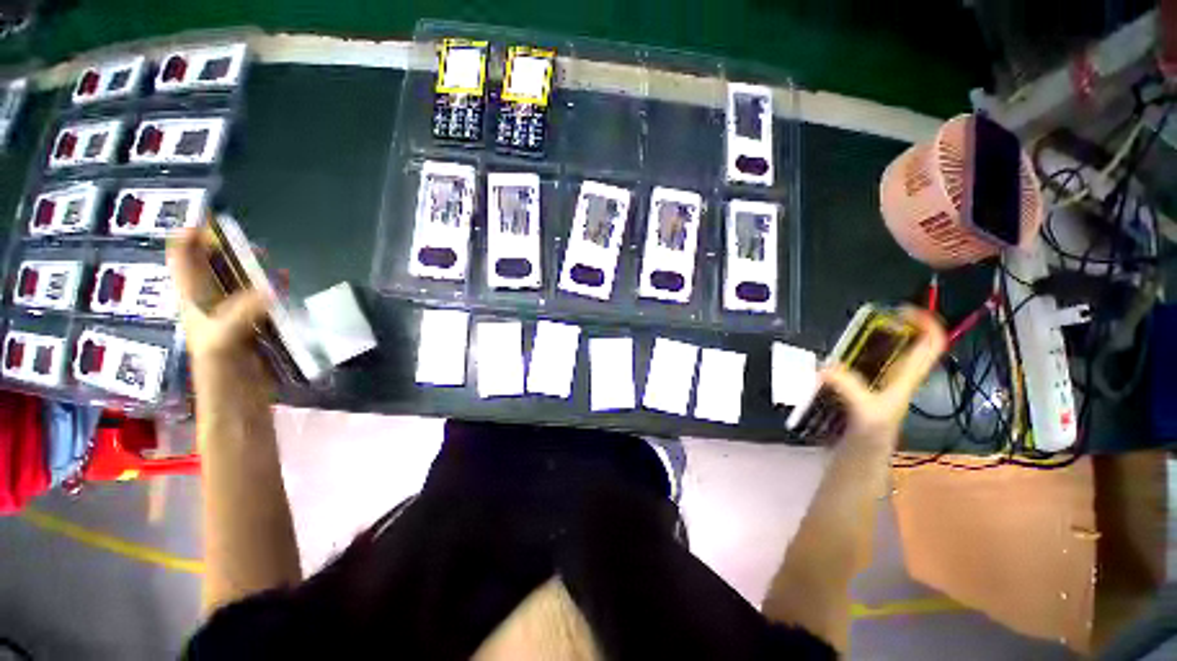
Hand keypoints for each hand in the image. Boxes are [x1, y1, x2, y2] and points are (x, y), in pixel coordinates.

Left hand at [167, 227, 270, 387]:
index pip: (182, 260)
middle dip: (221, 246)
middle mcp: (210, 303)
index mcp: (194, 301)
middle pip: (209, 265)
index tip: (210, 220)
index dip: (189, 236)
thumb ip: (243, 312)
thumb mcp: (225, 342)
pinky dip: (270, 287)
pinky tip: (285, 282)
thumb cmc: (222, 374)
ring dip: (247, 266)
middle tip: (241, 235)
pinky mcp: (254, 326)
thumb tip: (273, 286)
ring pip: (236, 281)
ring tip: (263, 253)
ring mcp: (233, 315)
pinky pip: (261, 299)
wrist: (239, 402)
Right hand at [819, 307, 945, 451]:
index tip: (901, 310)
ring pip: (887, 352)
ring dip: (873, 339)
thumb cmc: (871, 437)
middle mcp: (898, 376)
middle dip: (895, 326)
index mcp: (907, 379)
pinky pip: (864, 362)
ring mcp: (881, 382)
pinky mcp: (864, 387)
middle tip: (869, 320)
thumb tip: (824, 367)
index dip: (925, 324)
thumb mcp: (865, 413)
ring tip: (850, 333)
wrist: (860, 457)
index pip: (931, 346)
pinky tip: (835, 355)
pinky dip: (853, 353)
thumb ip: (848, 388)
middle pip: (909, 344)